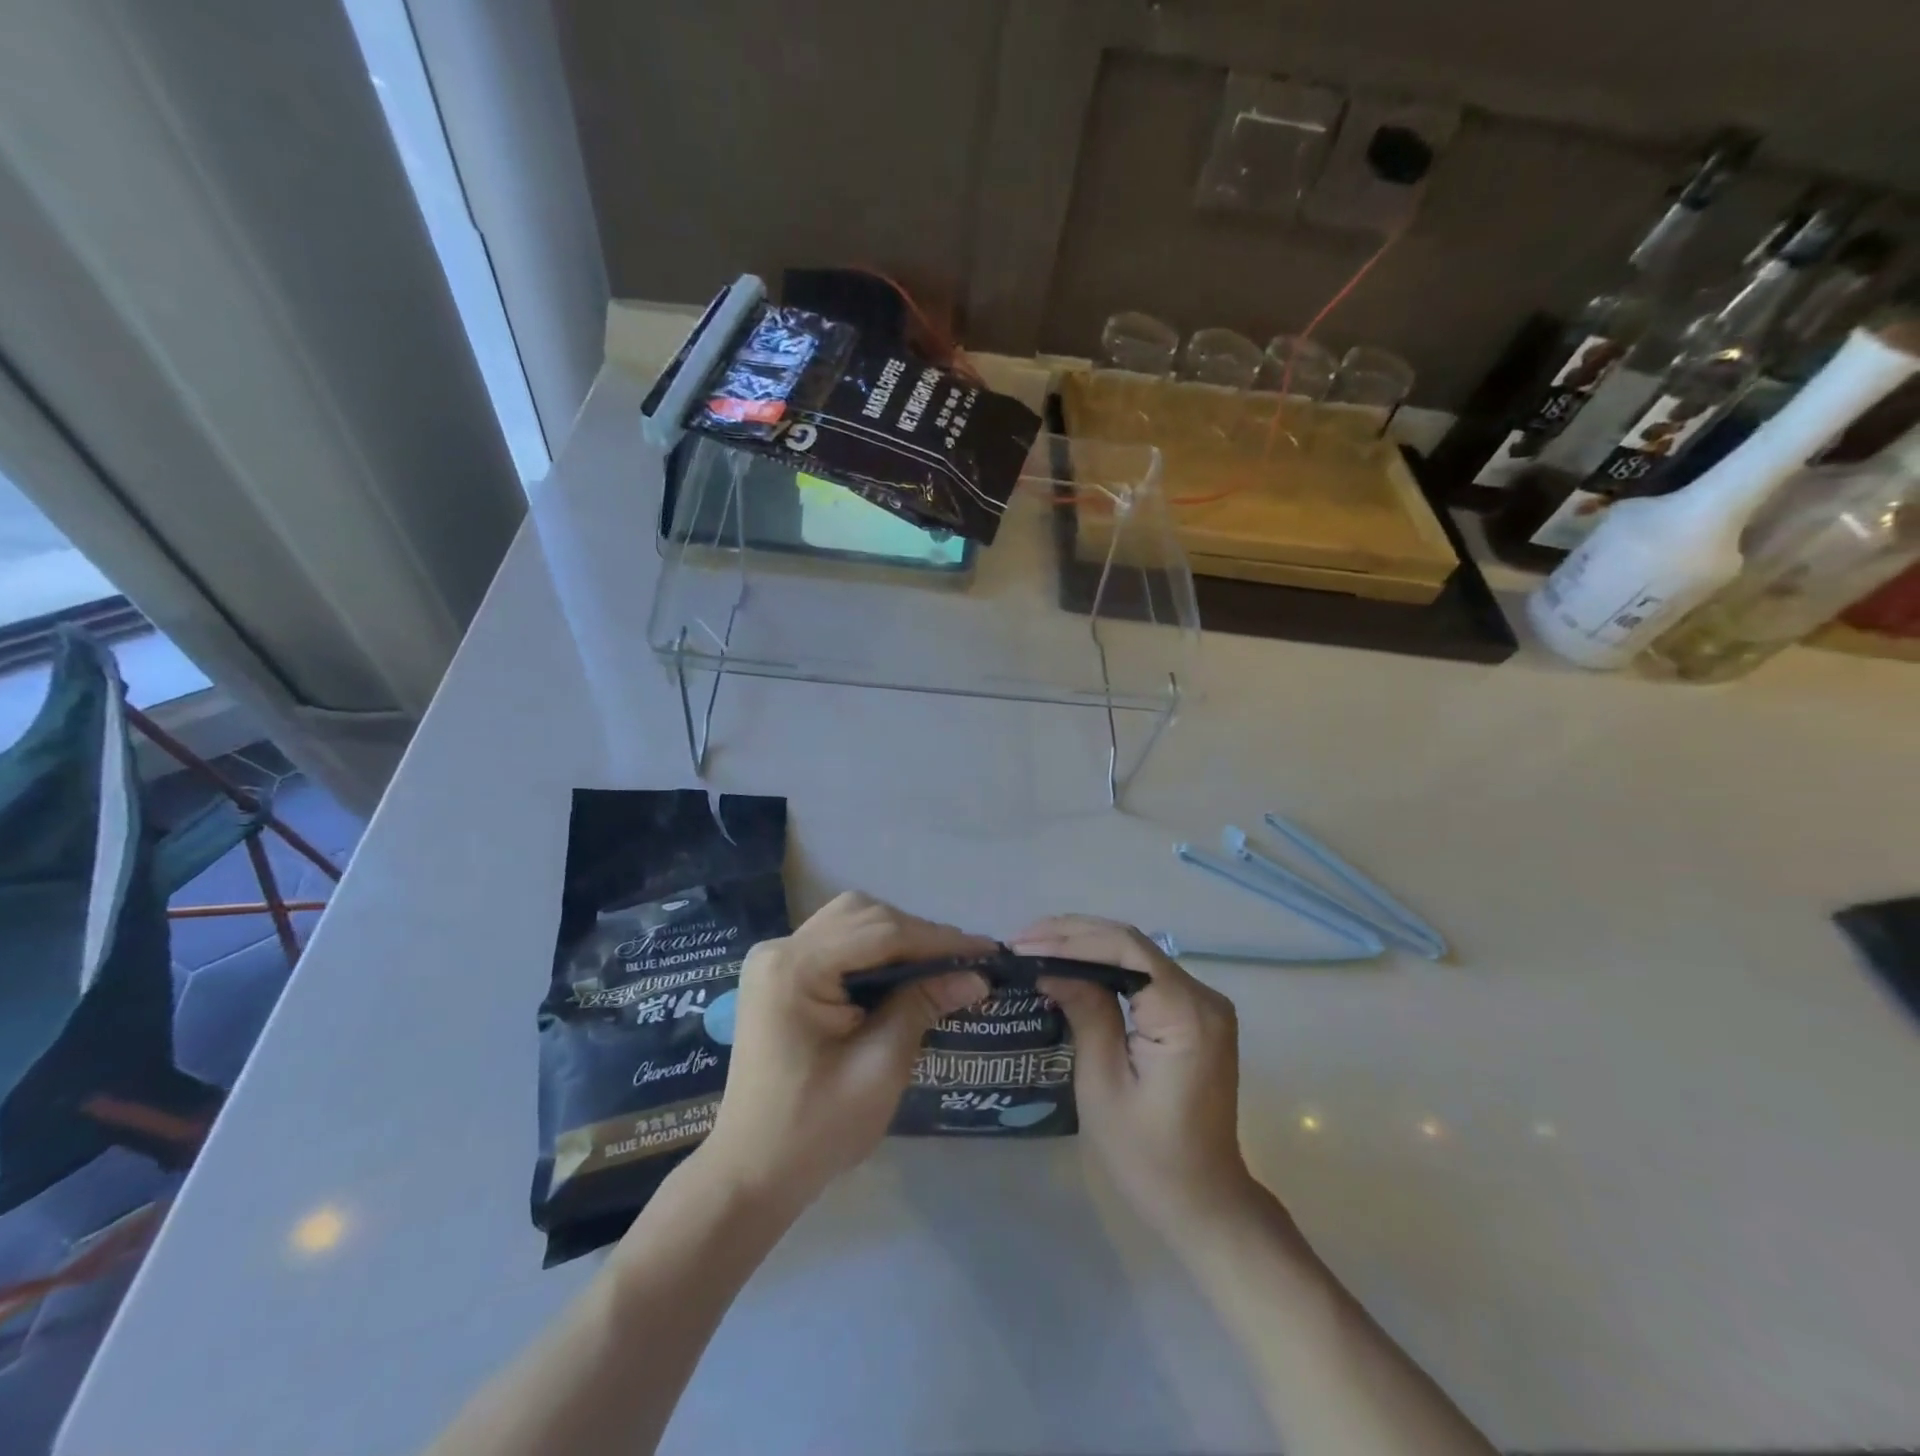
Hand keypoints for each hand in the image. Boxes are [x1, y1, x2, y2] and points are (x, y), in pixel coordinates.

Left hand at [698, 893, 991, 1207]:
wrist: (751, 1173)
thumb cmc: (815, 1130)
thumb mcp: (879, 1068)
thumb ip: (922, 1007)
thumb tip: (975, 976)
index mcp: (794, 969)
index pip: (880, 933)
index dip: (937, 940)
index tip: (985, 951)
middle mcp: (779, 949)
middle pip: (863, 916)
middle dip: (917, 935)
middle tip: (964, 962)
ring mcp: (775, 959)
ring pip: (852, 922)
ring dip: (898, 938)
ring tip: (939, 966)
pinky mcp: (781, 974)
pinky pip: (837, 943)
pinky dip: (874, 951)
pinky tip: (902, 973)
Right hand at [1013, 915, 1259, 1236]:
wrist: (1203, 1201)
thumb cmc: (1147, 1154)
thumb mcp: (1103, 1083)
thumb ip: (1085, 1012)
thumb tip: (1051, 967)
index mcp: (1185, 1013)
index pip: (1124, 949)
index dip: (1070, 939)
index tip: (1023, 945)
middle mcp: (1203, 996)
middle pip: (1131, 943)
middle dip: (1072, 935)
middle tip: (1021, 941)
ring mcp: (1203, 1003)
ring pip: (1137, 952)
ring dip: (1085, 944)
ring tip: (1036, 945)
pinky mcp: (1195, 1014)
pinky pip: (1144, 973)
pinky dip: (1105, 963)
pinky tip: (1070, 963)